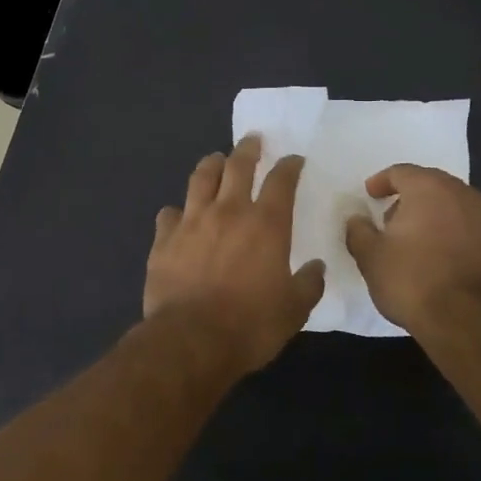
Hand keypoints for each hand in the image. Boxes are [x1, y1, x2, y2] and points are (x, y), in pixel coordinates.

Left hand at [144, 134, 326, 375]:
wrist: (191, 341)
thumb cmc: (250, 325)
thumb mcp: (293, 311)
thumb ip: (308, 285)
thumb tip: (316, 268)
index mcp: (266, 224)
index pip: (281, 181)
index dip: (289, 166)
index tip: (293, 159)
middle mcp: (228, 211)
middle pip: (237, 166)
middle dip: (247, 149)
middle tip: (252, 140)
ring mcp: (192, 222)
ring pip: (201, 179)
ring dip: (211, 165)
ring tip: (216, 160)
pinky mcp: (164, 240)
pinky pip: (169, 213)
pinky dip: (177, 211)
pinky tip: (178, 216)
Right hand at [344, 165, 480, 332]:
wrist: (465, 320)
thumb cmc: (411, 279)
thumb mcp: (370, 256)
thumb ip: (359, 231)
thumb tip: (357, 220)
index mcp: (429, 188)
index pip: (401, 172)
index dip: (382, 181)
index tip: (370, 195)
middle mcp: (463, 194)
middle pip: (431, 185)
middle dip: (410, 197)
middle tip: (391, 217)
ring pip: (454, 205)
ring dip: (434, 214)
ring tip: (416, 239)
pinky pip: (469, 228)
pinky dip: (453, 233)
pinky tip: (440, 256)